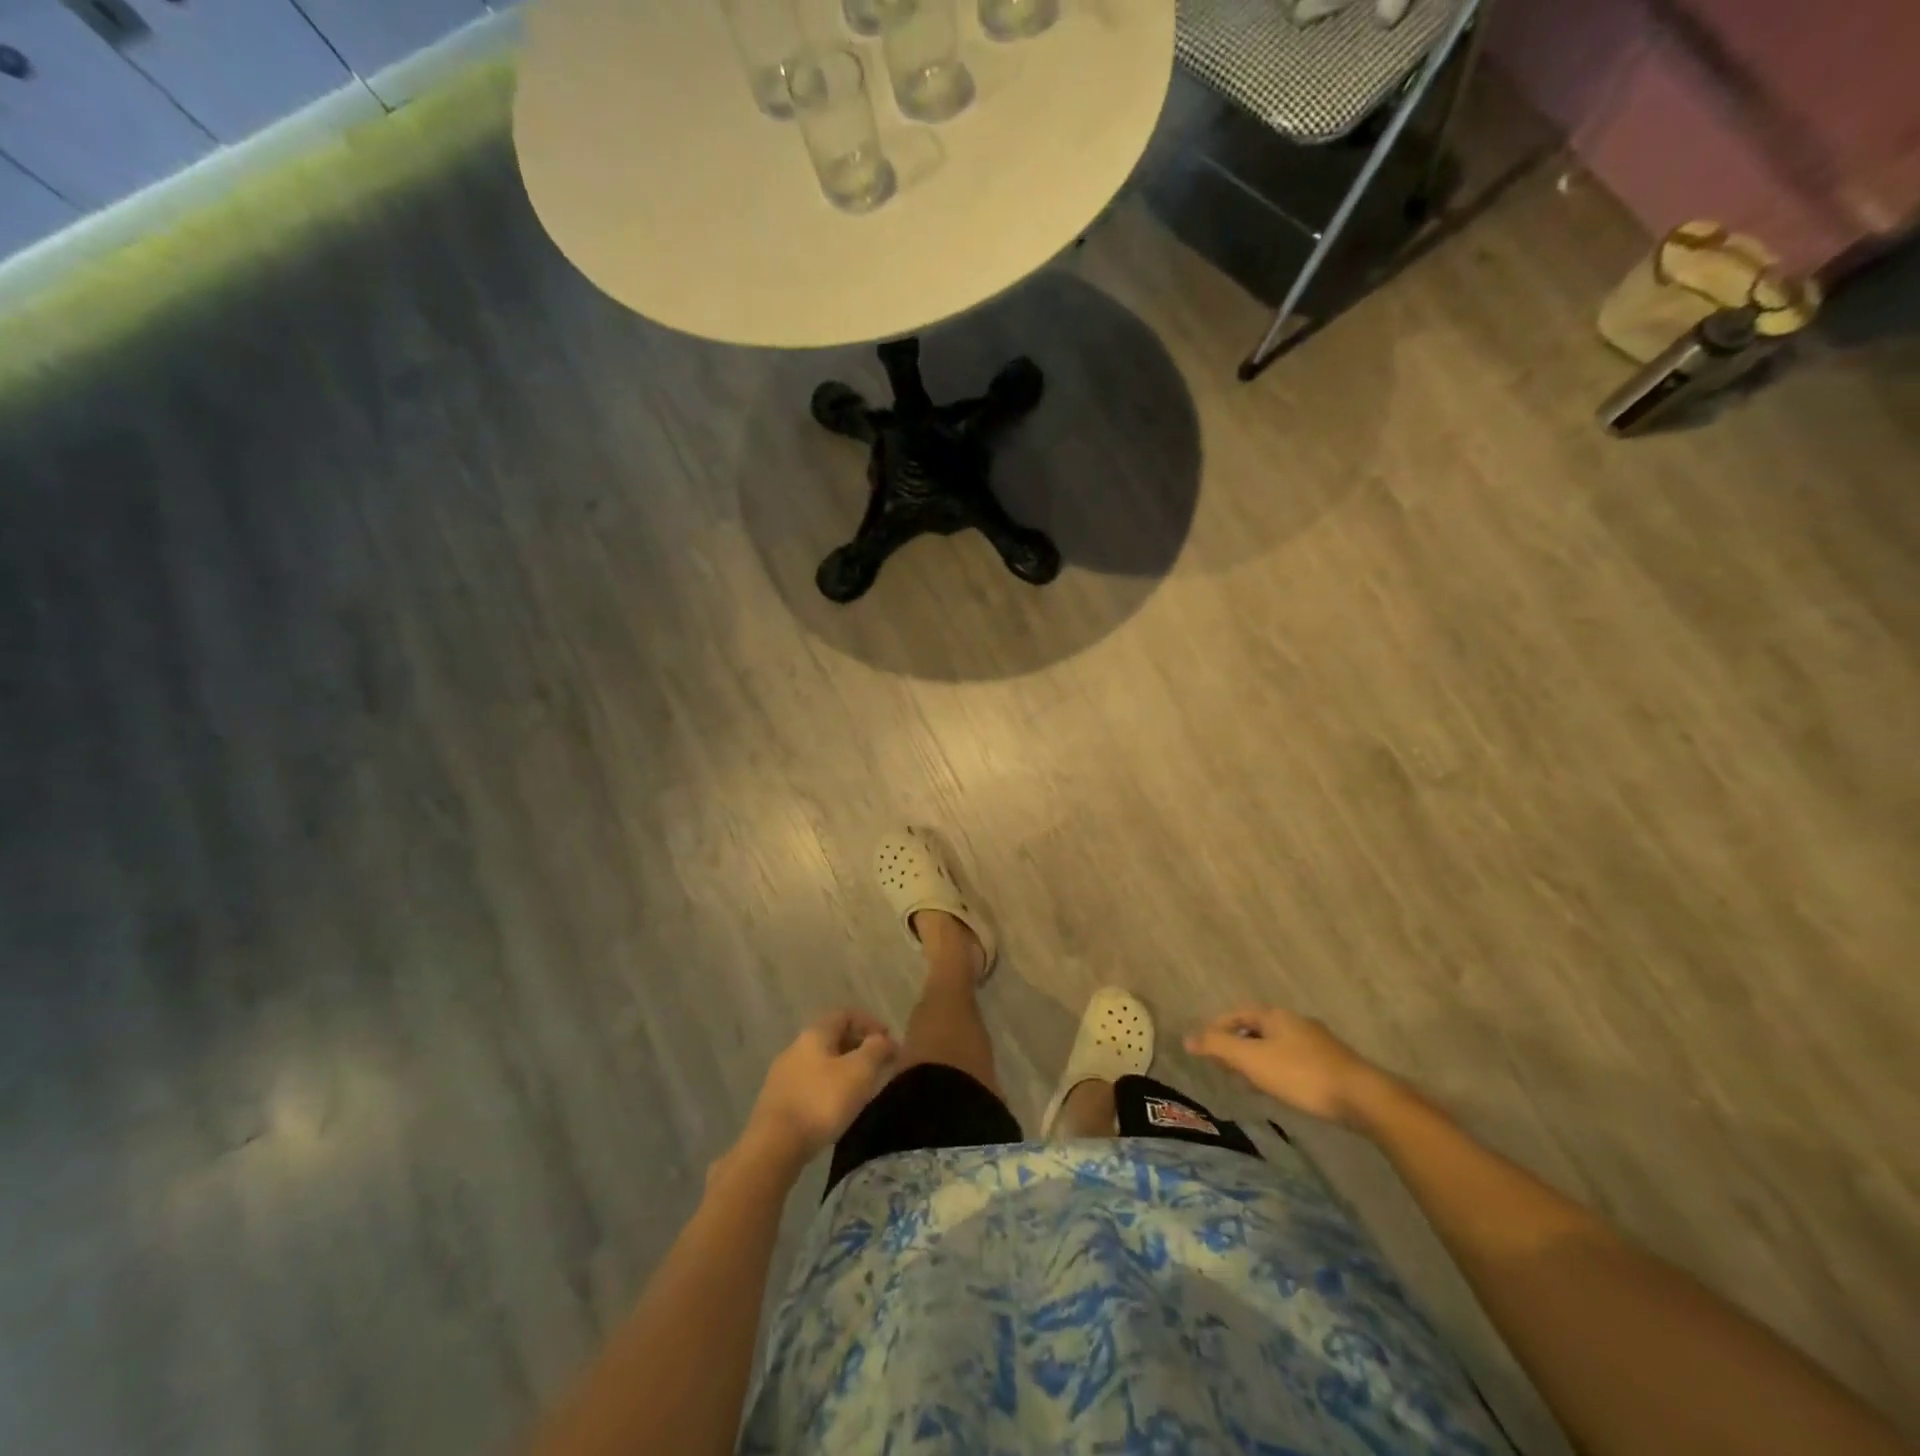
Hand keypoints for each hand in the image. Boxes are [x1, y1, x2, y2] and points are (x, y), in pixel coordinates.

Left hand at [740, 1009, 898, 1167]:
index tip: (889, 1041)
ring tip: (863, 1088)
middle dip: (859, 1047)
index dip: (870, 1023)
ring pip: (822, 1062)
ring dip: (845, 1069)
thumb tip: (886, 1040)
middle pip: (833, 1037)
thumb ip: (877, 1050)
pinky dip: (830, 1087)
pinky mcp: (778, 1101)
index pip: (845, 1014)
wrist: (773, 1146)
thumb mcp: (859, 1072)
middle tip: (880, 1065)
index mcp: (815, 1034)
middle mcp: (796, 1047)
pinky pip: (811, 1084)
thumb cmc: (821, 1101)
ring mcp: (783, 1075)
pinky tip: (838, 1107)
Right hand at [1185, 1007, 1394, 1127]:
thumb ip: (1218, 1046)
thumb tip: (1186, 1038)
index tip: (1205, 1045)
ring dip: (1258, 1060)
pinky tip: (1280, 1090)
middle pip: (1257, 1029)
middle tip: (1224, 1066)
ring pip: (1277, 1046)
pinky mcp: (1333, 1064)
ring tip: (1247, 1082)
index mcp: (1275, 1015)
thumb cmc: (1300, 1074)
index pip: (1238, 1014)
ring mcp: (1318, 1043)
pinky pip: (1294, 1061)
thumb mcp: (1251, 1059)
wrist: (1362, 1097)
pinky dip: (1278, 1070)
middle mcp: (1296, 1022)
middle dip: (1238, 1045)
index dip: (1218, 1027)